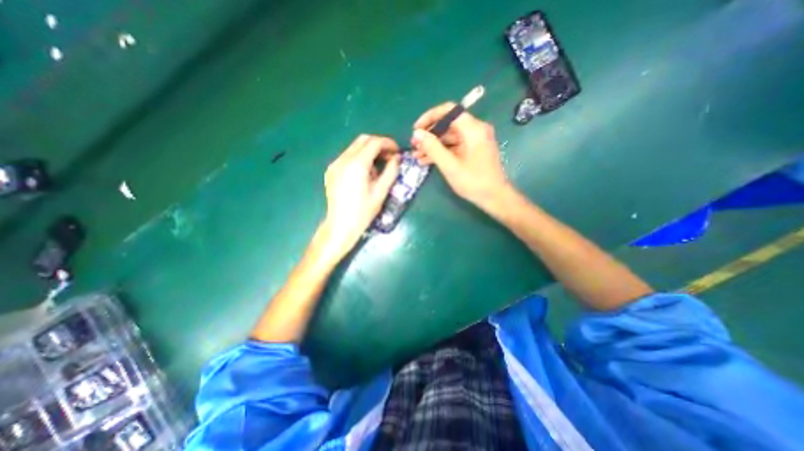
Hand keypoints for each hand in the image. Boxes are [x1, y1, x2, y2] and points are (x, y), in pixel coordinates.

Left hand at [317, 133, 398, 260]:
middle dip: (378, 144)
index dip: (388, 144)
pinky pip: (347, 156)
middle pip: (363, 140)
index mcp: (357, 164)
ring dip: (369, 151)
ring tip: (378, 166)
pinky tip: (364, 172)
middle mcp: (343, 159)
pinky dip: (359, 157)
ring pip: (354, 147)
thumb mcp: (381, 192)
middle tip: (389, 156)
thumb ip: (391, 171)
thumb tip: (396, 158)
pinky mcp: (331, 170)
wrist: (340, 225)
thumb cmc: (363, 211)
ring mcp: (335, 164)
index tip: (397, 152)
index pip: (374, 142)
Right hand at [415, 102, 507, 208]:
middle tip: (414, 146)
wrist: (494, 197)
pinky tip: (426, 160)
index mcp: (473, 129)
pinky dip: (441, 151)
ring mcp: (475, 140)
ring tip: (416, 155)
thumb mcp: (450, 166)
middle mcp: (475, 130)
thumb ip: (432, 148)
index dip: (430, 117)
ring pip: (449, 136)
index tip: (416, 129)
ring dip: (433, 145)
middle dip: (429, 135)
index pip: (449, 111)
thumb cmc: (473, 182)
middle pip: (448, 124)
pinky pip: (454, 145)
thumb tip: (417, 133)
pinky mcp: (473, 149)